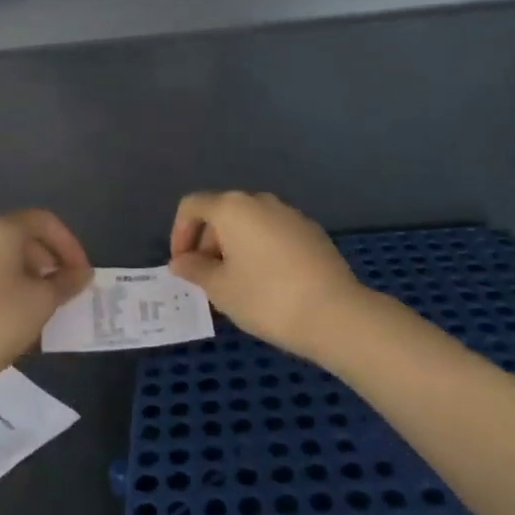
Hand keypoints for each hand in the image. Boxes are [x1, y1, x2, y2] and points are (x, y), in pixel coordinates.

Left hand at [0, 211, 90, 390]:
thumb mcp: (43, 301)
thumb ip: (67, 282)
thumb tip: (82, 274)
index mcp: (1, 229)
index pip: (45, 222)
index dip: (70, 244)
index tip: (82, 273)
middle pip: (25, 236)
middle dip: (51, 259)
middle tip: (67, 287)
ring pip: (6, 255)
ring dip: (32, 273)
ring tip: (47, 302)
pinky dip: (11, 283)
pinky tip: (20, 311)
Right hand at [168, 191, 376, 361]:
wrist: (335, 313)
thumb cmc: (266, 298)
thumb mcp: (220, 289)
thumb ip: (195, 270)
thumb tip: (181, 261)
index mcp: (232, 208)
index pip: (192, 206)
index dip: (179, 233)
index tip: (183, 266)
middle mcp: (260, 201)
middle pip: (222, 213)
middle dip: (208, 243)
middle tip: (208, 281)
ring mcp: (290, 214)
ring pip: (250, 224)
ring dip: (235, 248)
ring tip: (237, 285)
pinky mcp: (312, 231)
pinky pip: (274, 234)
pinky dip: (261, 251)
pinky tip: (269, 284)